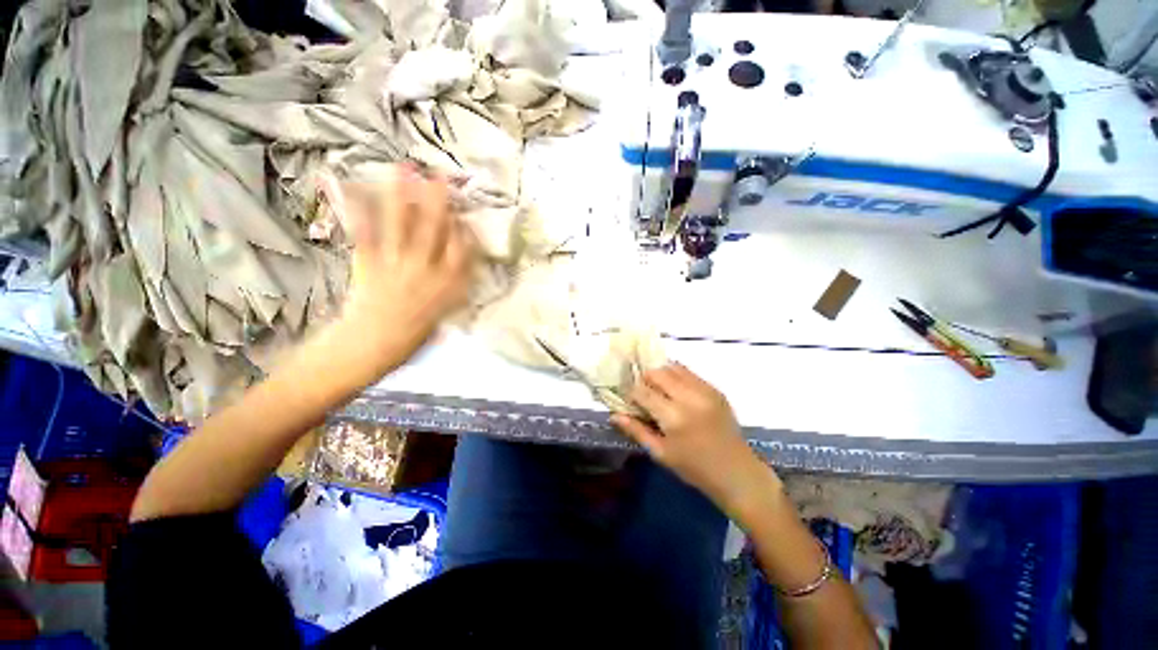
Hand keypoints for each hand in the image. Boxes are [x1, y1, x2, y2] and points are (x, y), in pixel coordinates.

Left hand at [327, 165, 476, 372]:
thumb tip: (460, 259)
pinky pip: (366, 232)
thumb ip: (456, 284)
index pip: (463, 251)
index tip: (463, 214)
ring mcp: (397, 263)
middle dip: (438, 201)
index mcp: (448, 284)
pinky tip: (356, 186)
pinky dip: (360, 209)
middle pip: (435, 230)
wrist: (373, 345)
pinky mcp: (369, 262)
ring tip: (405, 169)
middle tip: (439, 175)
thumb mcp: (447, 311)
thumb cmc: (414, 332)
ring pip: (403, 224)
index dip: (464, 229)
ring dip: (403, 195)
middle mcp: (426, 269)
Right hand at [612, 363, 778, 513]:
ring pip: (673, 367)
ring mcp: (704, 390)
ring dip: (661, 375)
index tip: (629, 399)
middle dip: (645, 380)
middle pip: (656, 372)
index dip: (631, 392)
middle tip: (644, 395)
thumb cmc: (694, 468)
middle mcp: (688, 397)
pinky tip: (676, 391)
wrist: (737, 473)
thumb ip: (636, 430)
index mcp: (673, 417)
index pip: (642, 391)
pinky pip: (689, 372)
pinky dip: (677, 376)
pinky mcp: (715, 389)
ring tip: (660, 391)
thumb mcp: (661, 453)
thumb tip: (613, 415)